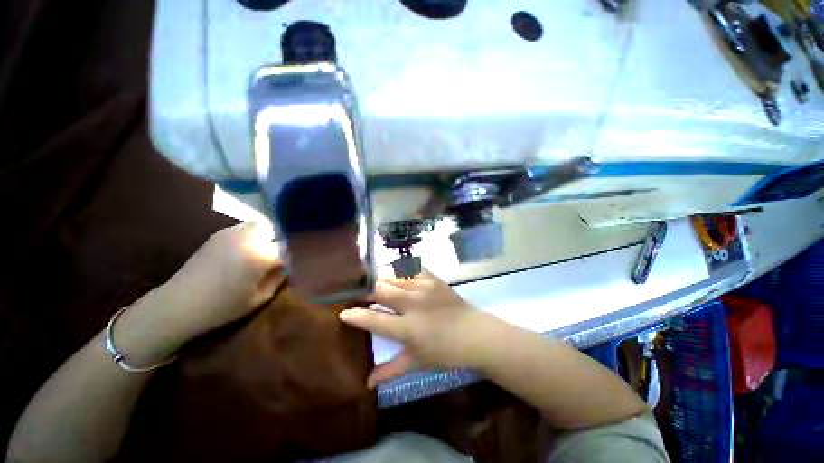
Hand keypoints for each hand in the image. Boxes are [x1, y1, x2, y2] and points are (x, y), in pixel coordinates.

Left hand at [159, 221, 285, 340]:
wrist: (179, 304)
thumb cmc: (223, 307)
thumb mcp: (260, 298)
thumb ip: (279, 278)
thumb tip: (287, 265)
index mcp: (262, 255)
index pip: (289, 247)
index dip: (293, 255)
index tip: (292, 264)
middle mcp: (250, 238)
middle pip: (276, 228)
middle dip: (281, 240)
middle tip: (278, 255)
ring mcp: (232, 233)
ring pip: (261, 225)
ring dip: (266, 236)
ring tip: (262, 251)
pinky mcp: (219, 234)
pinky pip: (244, 228)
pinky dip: (251, 235)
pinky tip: (244, 250)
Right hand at [339, 269, 494, 387]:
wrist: (473, 333)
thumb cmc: (445, 352)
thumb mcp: (416, 362)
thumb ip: (390, 370)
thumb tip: (366, 383)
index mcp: (407, 329)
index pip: (374, 320)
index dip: (355, 315)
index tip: (343, 312)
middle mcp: (413, 305)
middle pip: (380, 290)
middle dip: (366, 292)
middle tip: (361, 296)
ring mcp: (423, 288)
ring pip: (393, 277)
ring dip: (381, 281)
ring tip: (377, 285)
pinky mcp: (433, 278)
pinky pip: (411, 268)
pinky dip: (400, 271)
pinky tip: (397, 275)